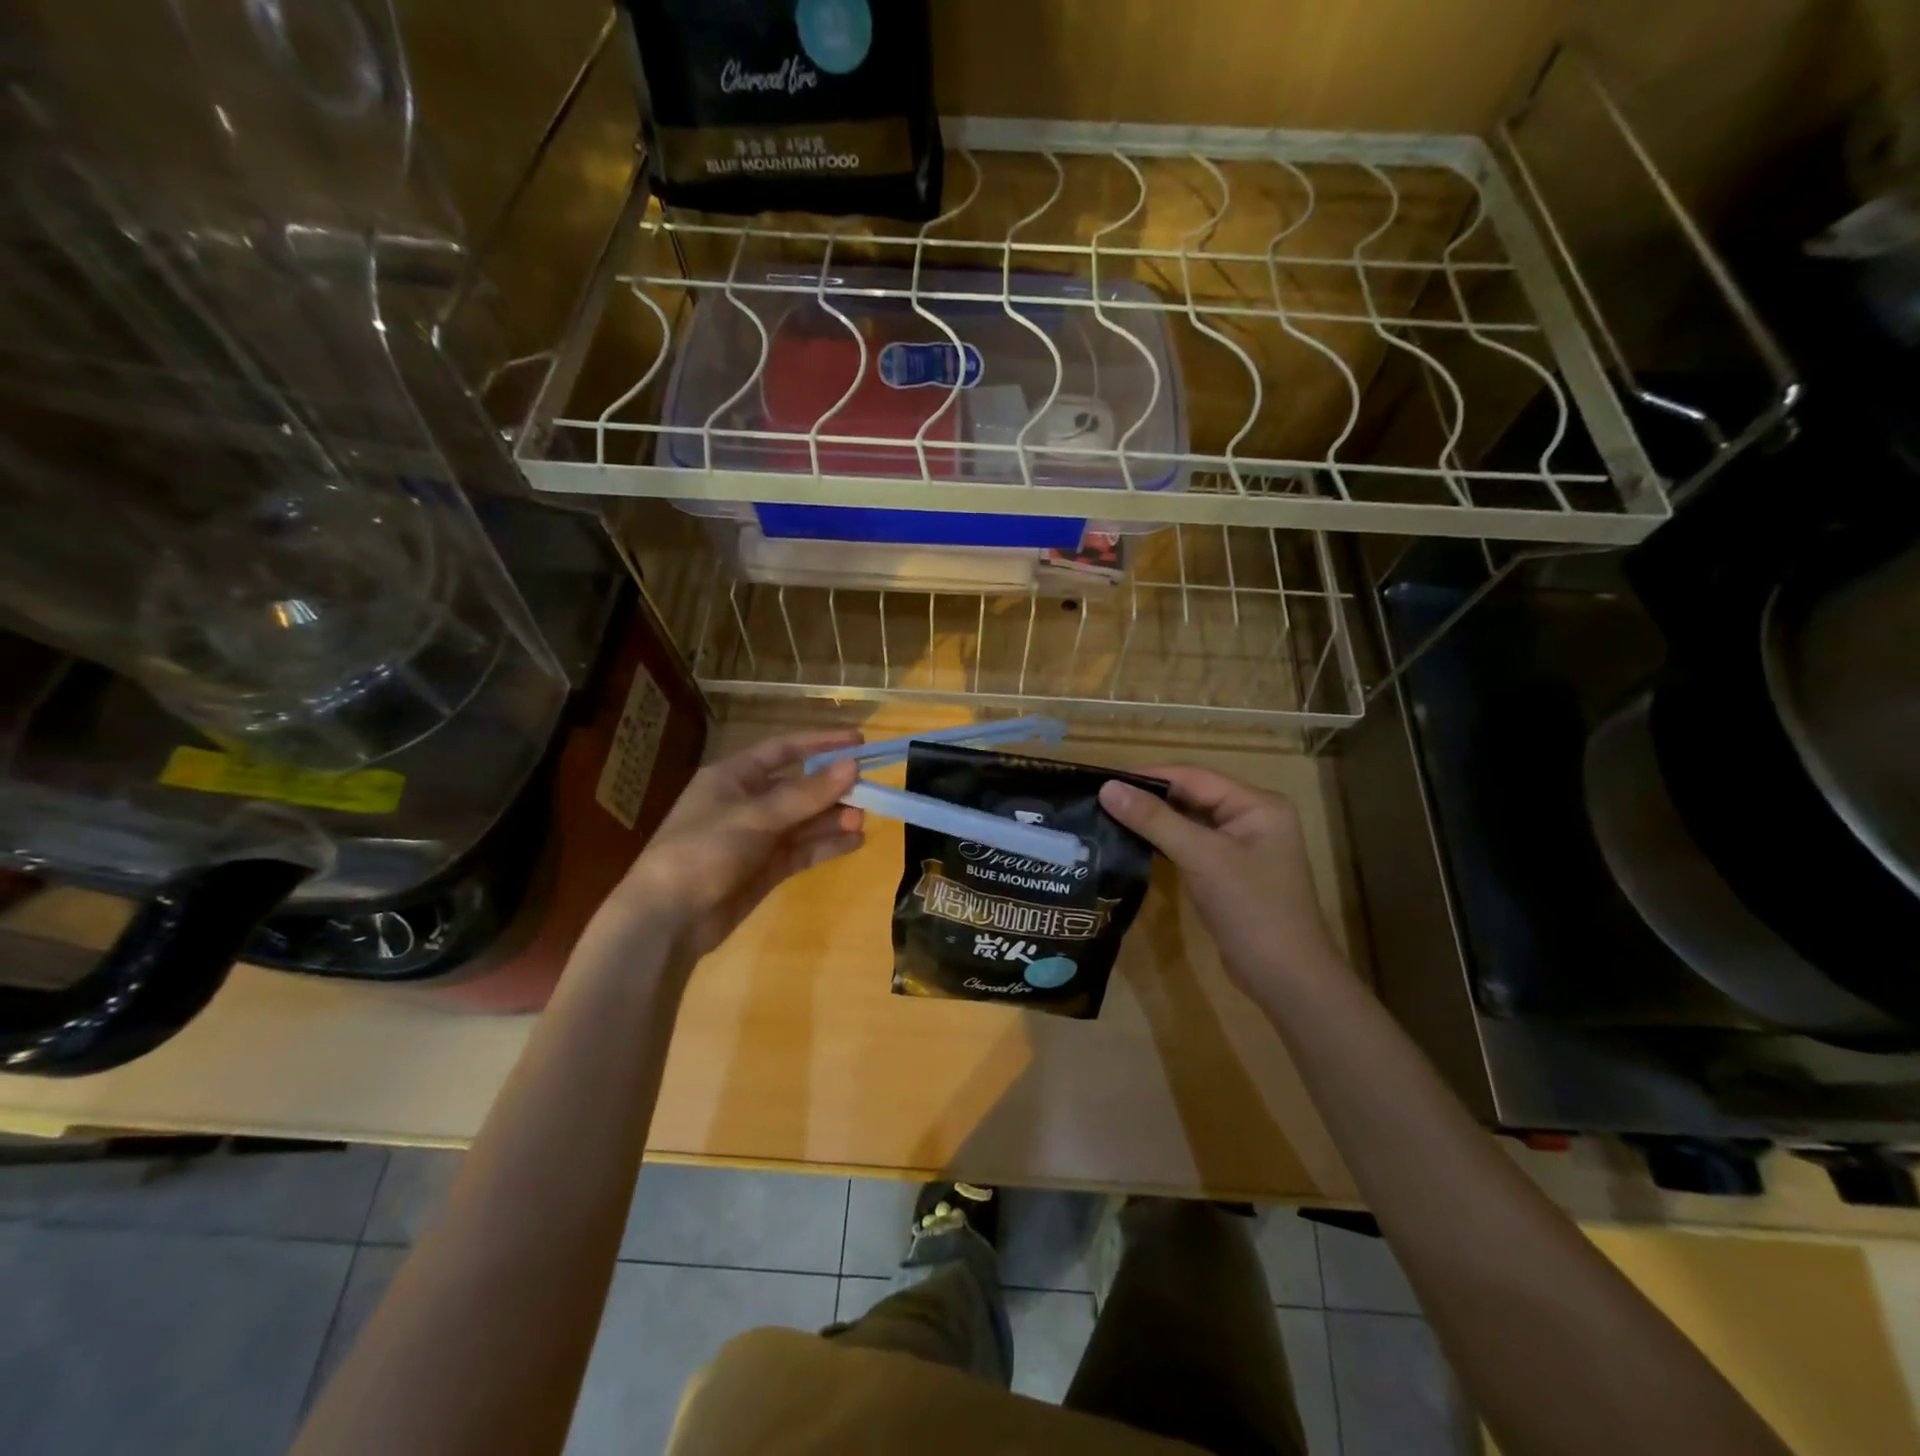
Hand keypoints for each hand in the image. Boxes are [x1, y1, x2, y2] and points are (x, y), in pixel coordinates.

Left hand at [600, 730, 865, 961]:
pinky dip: (827, 845)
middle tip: (869, 791)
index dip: (821, 743)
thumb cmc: (703, 851)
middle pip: (799, 787)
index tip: (859, 742)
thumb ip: (806, 794)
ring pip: (804, 820)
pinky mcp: (766, 868)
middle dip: (833, 789)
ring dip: (833, 819)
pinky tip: (855, 842)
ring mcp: (758, 837)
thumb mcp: (755, 817)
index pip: (784, 750)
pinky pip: (803, 850)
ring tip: (862, 820)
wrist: (668, 919)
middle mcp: (748, 802)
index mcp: (734, 777)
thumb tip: (852, 765)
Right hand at [1099, 766, 1343, 1000]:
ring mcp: (1243, 846)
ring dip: (1155, 820)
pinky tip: (1135, 844)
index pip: (1194, 776)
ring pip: (1191, 822)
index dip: (1148, 776)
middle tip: (1101, 799)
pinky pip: (1193, 845)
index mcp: (1257, 804)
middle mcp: (1253, 817)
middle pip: (1193, 796)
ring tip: (1109, 817)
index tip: (1104, 780)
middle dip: (1150, 797)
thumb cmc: (1250, 908)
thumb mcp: (1200, 857)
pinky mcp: (1231, 872)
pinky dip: (1166, 843)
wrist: (1285, 978)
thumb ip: (1154, 820)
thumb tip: (1107, 788)